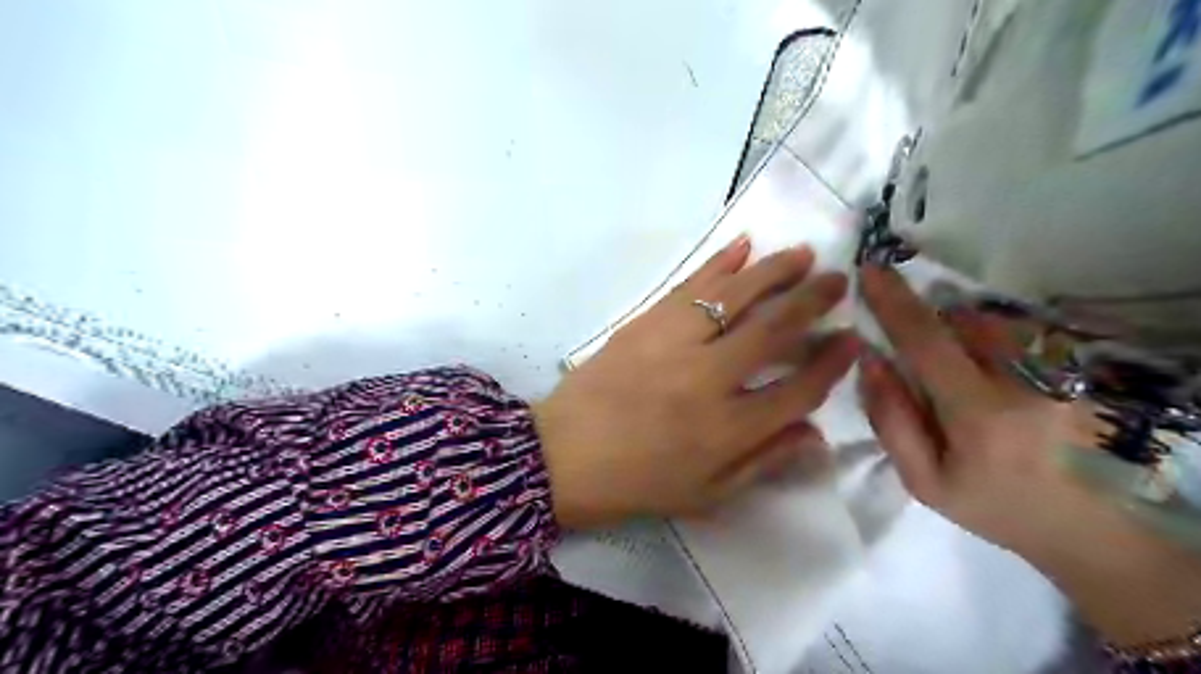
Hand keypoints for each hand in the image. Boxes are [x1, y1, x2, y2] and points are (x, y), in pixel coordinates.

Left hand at [539, 238, 863, 532]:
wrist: (563, 456)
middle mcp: (710, 378)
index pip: (798, 389)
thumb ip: (764, 463)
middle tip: (837, 281)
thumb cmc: (636, 483)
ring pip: (735, 296)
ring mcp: (675, 344)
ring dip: (774, 272)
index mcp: (729, 429)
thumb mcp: (706, 494)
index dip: (831, 363)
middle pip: (774, 330)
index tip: (851, 339)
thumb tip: (816, 435)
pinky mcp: (645, 323)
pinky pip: (689, 285)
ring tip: (802, 255)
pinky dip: (718, 263)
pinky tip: (742, 246)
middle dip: (812, 302)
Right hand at [860, 263, 1199, 646]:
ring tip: (964, 374)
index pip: (927, 342)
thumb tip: (870, 361)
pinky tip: (998, 377)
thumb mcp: (925, 482)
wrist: (1098, 532)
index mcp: (980, 414)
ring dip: (964, 330)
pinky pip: (1023, 334)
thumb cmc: (997, 508)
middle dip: (931, 320)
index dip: (894, 302)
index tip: (871, 269)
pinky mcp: (1082, 371)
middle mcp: (1025, 382)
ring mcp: (1063, 373)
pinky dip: (995, 339)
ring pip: (996, 323)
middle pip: (964, 321)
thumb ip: (891, 420)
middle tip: (923, 352)